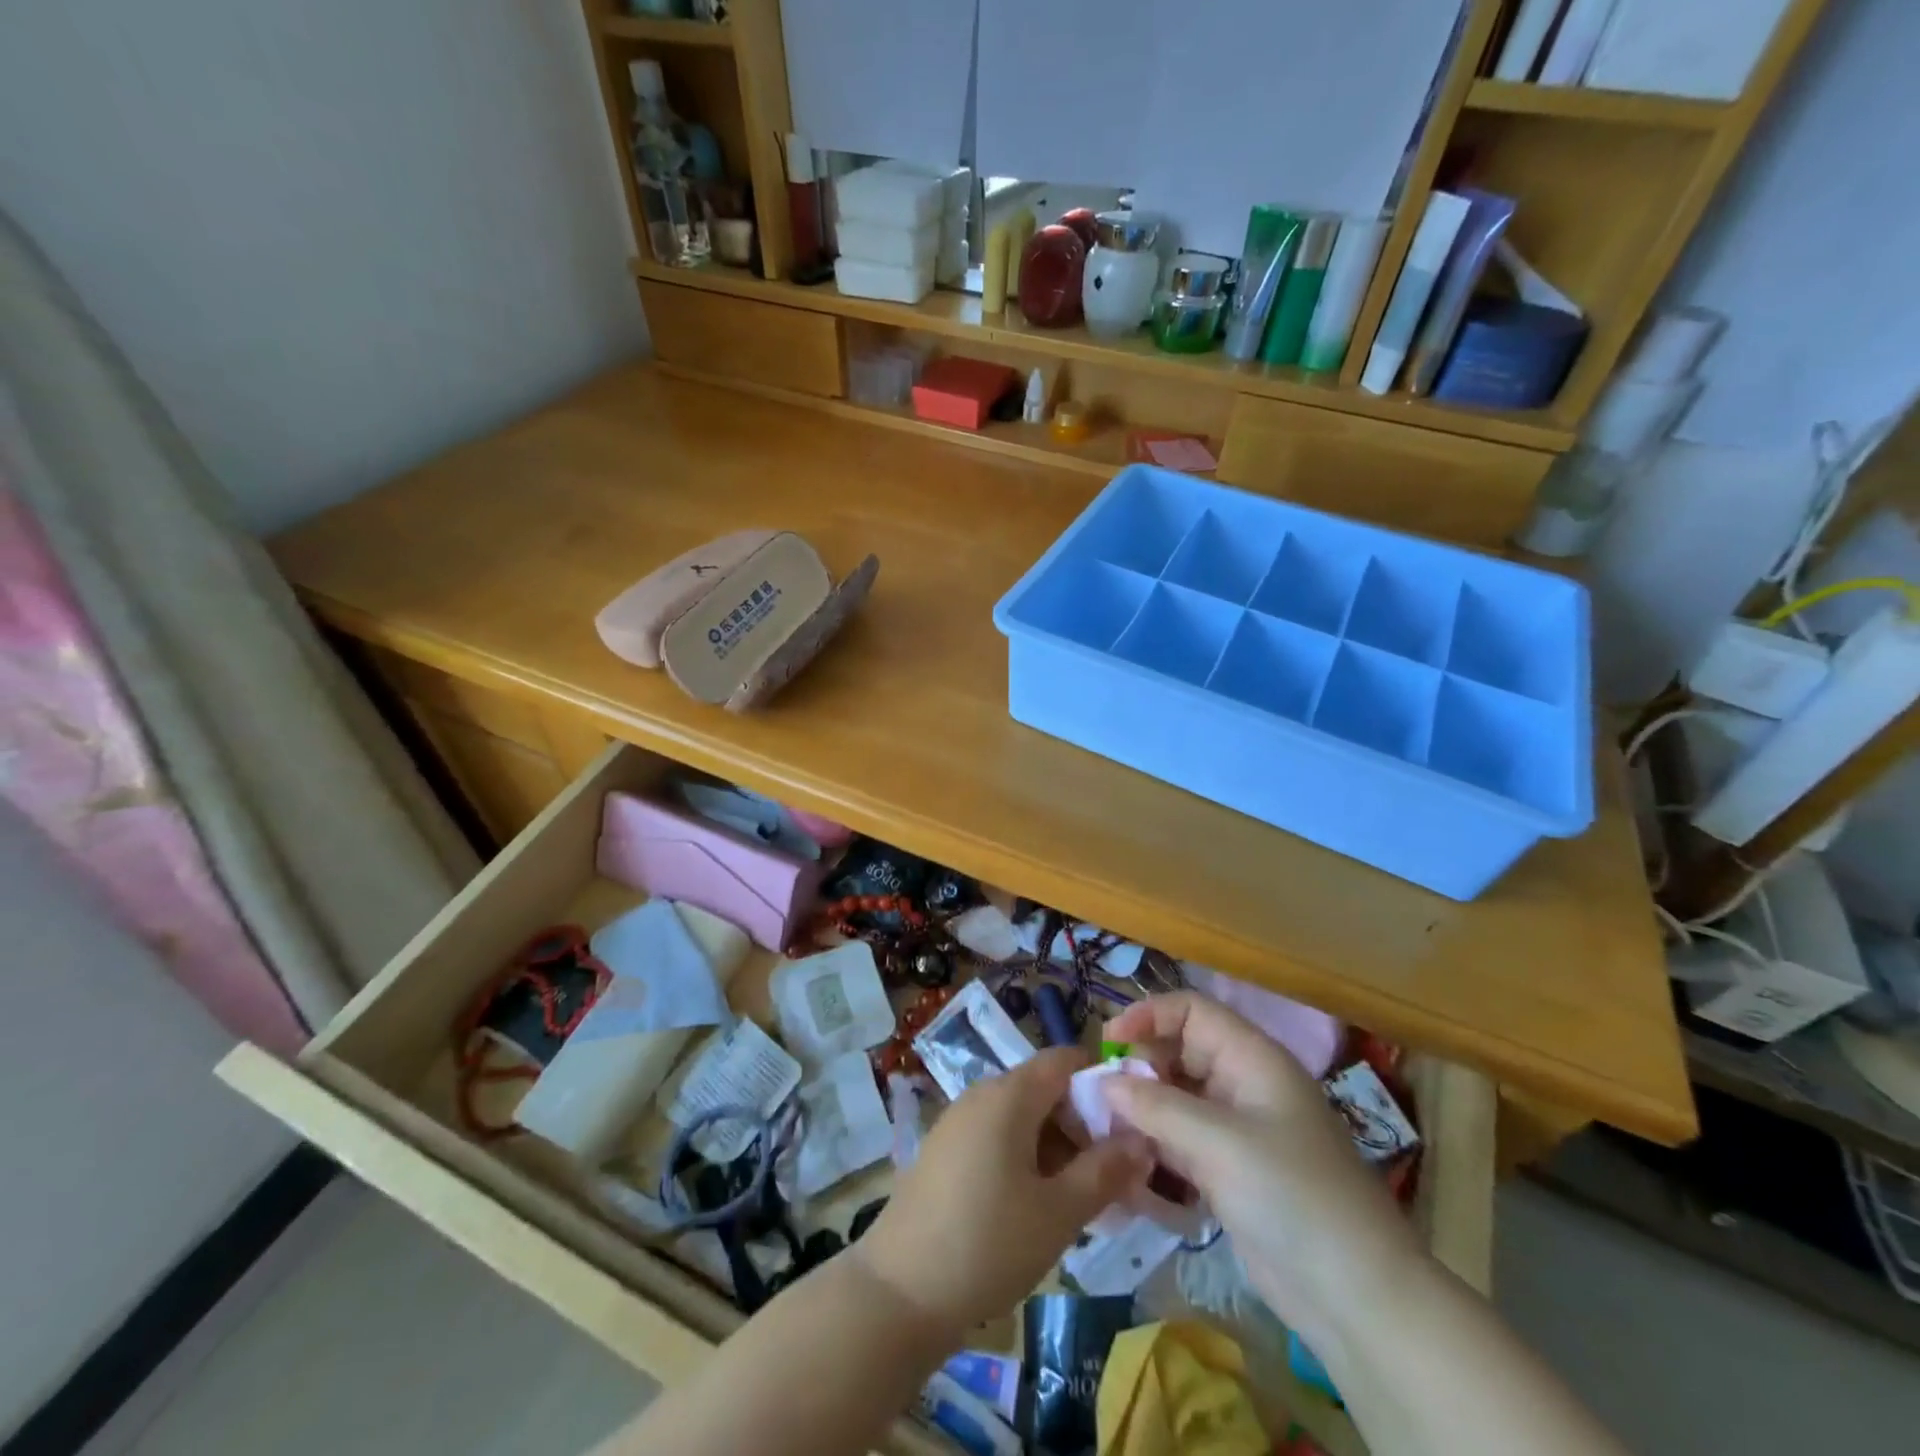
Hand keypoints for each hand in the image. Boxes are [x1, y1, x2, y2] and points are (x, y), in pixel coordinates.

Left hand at [852, 1048, 1152, 1338]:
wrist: (899, 1291)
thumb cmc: (988, 1244)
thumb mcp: (1059, 1212)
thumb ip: (1105, 1171)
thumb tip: (1143, 1139)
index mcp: (1009, 1094)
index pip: (1065, 1062)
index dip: (1102, 1084)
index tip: (1131, 1127)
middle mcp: (981, 1094)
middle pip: (1044, 1090)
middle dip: (1083, 1125)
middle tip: (1115, 1176)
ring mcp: (958, 1121)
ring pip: (1022, 1117)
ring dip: (1057, 1147)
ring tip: (1083, 1198)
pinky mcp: (944, 1150)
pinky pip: (997, 1137)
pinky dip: (1026, 1158)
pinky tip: (1039, 1205)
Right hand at [1101, 994, 1423, 1345]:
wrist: (1359, 1298)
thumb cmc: (1292, 1196)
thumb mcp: (1220, 1143)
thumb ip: (1156, 1106)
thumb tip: (1103, 1081)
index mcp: (1252, 1059)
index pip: (1192, 1011)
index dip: (1149, 1016)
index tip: (1108, 1043)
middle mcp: (1243, 1085)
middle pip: (1179, 1053)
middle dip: (1139, 1068)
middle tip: (1102, 1098)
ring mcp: (1237, 1131)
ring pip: (1176, 1100)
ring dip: (1141, 1111)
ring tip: (1104, 1132)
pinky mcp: (1230, 1172)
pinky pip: (1181, 1142)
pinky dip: (1154, 1147)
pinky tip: (1127, 1165)